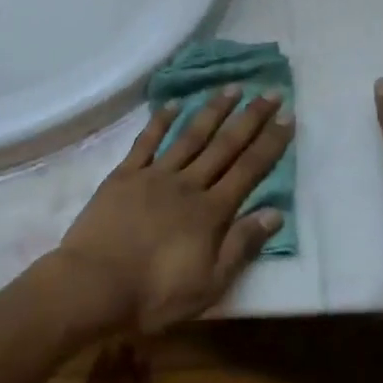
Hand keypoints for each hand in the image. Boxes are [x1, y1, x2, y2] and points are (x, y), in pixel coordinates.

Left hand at [55, 87, 292, 332]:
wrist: (94, 285)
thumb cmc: (155, 294)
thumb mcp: (210, 284)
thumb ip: (241, 245)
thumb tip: (276, 213)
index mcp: (211, 212)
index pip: (249, 170)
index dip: (270, 142)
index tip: (287, 116)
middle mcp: (187, 185)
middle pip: (225, 146)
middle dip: (250, 118)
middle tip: (270, 92)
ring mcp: (154, 176)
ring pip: (190, 136)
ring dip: (212, 111)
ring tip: (231, 88)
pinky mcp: (124, 175)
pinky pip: (146, 142)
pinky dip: (160, 121)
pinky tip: (174, 103)